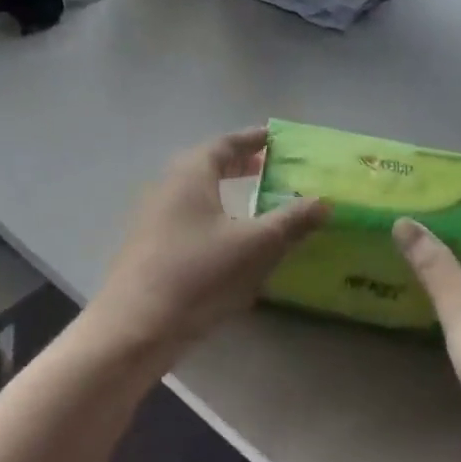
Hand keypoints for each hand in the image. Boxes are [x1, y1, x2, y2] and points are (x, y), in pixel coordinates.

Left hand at [88, 128, 328, 356]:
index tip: (274, 138)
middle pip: (207, 164)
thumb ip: (291, 221)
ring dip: (224, 190)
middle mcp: (167, 184)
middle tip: (268, 168)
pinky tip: (226, 238)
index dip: (251, 140)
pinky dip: (210, 213)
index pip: (225, 144)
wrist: (136, 324)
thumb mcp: (256, 246)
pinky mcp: (148, 243)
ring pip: (195, 191)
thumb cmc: (199, 273)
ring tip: (252, 202)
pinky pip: (185, 214)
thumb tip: (324, 201)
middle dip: (238, 164)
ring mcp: (152, 214)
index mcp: (191, 172)